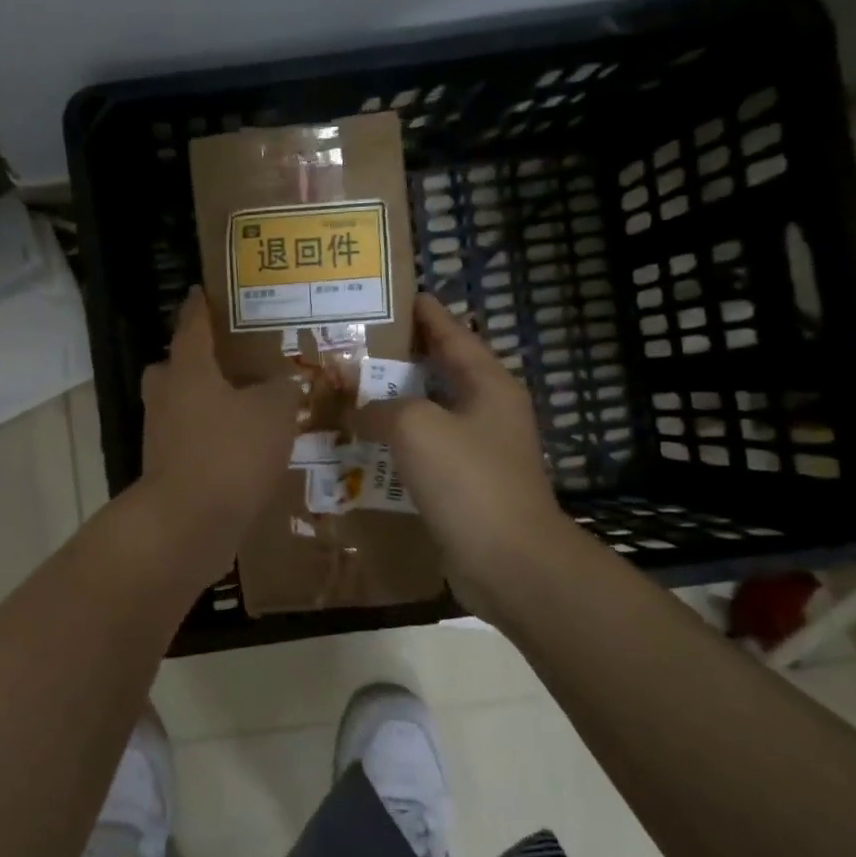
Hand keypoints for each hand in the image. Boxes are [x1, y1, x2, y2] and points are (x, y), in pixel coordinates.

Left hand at [138, 286, 298, 580]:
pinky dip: (210, 440)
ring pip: (180, 406)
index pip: (191, 326)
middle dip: (196, 361)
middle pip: (174, 367)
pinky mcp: (167, 470)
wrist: (187, 524)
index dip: (199, 308)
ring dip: (205, 403)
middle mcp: (166, 397)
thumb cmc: (229, 453)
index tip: (201, 291)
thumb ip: (283, 391)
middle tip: (229, 360)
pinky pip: (189, 442)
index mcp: (188, 371)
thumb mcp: (273, 413)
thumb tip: (288, 382)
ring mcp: (161, 436)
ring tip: (245, 407)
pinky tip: (241, 450)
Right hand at [353, 294, 577, 602]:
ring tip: (347, 392)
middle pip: (437, 371)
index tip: (393, 295)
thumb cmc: (468, 480)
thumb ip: (380, 407)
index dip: (423, 312)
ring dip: (391, 404)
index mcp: (487, 383)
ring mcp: (478, 448)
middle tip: (353, 346)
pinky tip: (361, 446)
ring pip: (427, 413)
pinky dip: (395, 444)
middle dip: (397, 358)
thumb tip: (357, 408)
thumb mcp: (416, 427)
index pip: (451, 332)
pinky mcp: (464, 483)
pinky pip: (424, 451)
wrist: (509, 561)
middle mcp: (487, 409)